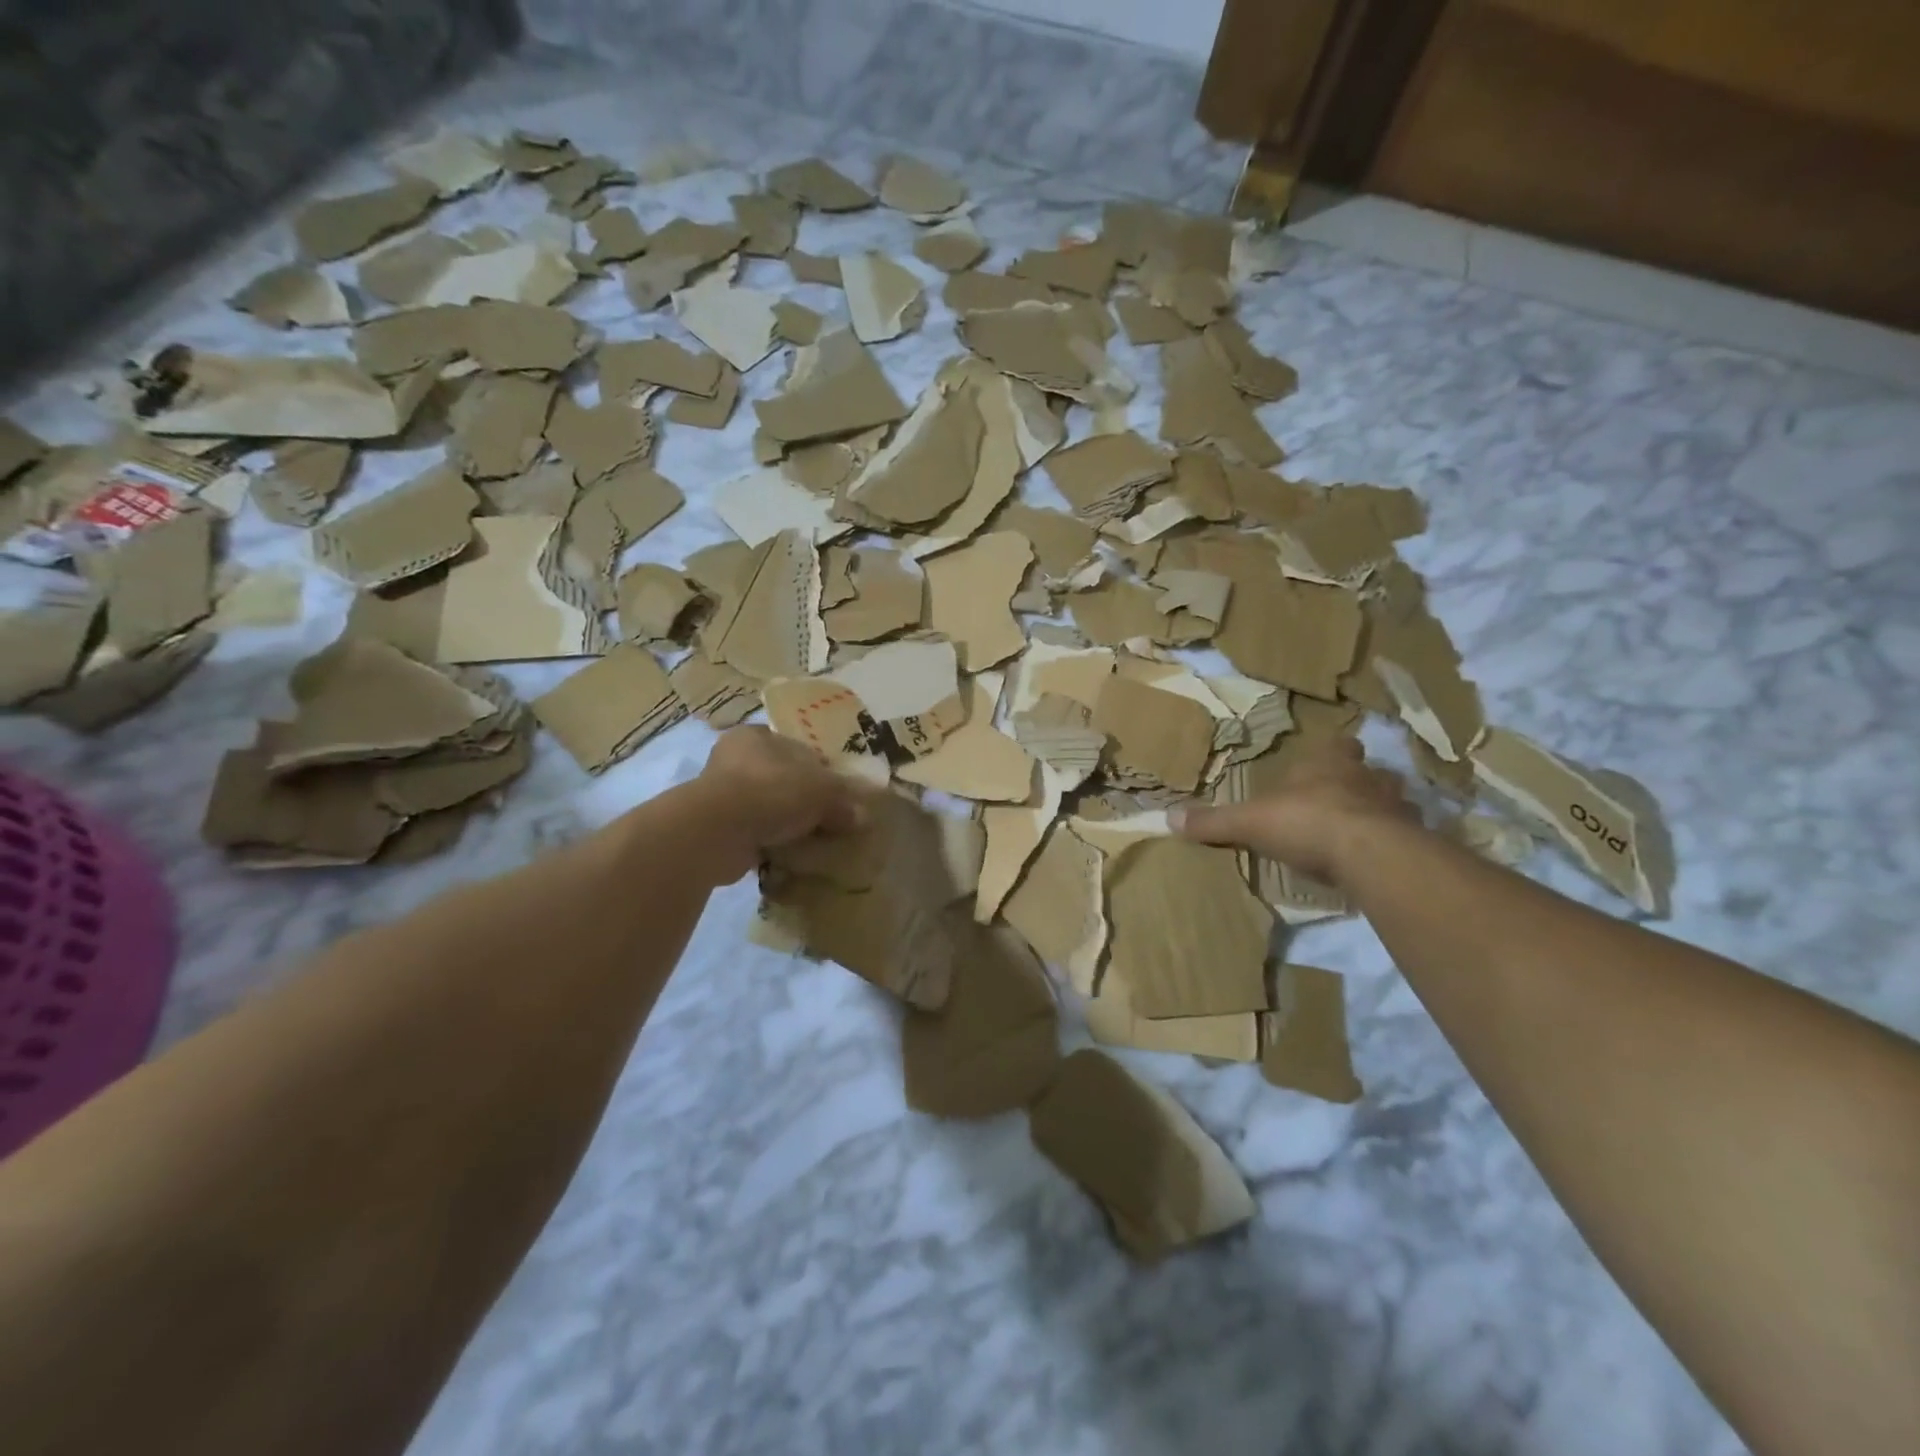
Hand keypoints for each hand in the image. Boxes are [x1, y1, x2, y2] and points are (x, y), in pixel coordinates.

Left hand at [694, 727, 865, 881]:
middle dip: (804, 800)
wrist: (717, 833)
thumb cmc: (771, 792)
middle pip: (783, 779)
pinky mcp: (717, 828)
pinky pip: (755, 834)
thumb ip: (843, 800)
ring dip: (787, 824)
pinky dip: (771, 843)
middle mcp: (734, 759)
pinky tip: (790, 855)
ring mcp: (722, 795)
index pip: (797, 749)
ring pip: (768, 808)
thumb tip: (862, 817)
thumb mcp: (822, 790)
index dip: (821, 770)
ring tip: (813, 841)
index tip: (839, 794)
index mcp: (756, 736)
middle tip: (830, 820)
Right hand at [1170, 738, 1414, 886]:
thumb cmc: (1306, 822)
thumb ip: (1214, 822)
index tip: (1325, 764)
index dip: (1332, 754)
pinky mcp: (1415, 841)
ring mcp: (1397, 808)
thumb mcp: (1249, 823)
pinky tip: (1381, 861)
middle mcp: (1367, 778)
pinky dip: (1396, 845)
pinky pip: (1407, 838)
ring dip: (1382, 813)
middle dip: (1360, 783)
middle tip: (1343, 800)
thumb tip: (1168, 818)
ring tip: (1365, 832)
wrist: (1369, 854)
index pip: (1337, 746)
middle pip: (1370, 771)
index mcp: (1328, 764)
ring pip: (1394, 802)